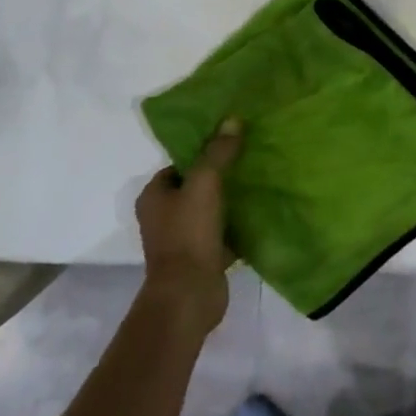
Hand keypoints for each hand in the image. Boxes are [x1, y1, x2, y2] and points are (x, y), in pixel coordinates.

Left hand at [135, 117, 242, 332]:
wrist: (189, 295)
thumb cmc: (188, 233)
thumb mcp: (204, 183)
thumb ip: (218, 152)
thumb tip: (232, 120)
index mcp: (154, 197)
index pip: (178, 165)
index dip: (201, 153)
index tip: (229, 143)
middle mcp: (163, 217)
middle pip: (195, 187)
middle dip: (220, 175)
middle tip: (249, 158)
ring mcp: (182, 239)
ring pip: (211, 210)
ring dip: (230, 200)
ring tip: (259, 180)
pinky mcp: (202, 258)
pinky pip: (223, 233)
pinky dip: (238, 225)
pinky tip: (261, 212)